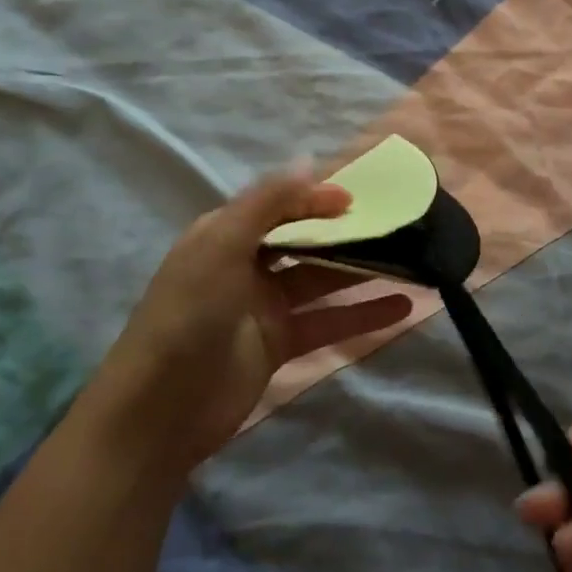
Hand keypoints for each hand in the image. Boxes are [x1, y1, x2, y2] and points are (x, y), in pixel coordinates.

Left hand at [95, 168, 412, 469]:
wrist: (161, 410)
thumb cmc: (190, 314)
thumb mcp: (222, 245)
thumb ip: (267, 202)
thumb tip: (309, 162)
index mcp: (226, 233)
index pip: (280, 204)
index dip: (318, 197)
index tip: (360, 198)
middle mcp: (247, 263)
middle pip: (305, 239)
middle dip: (345, 231)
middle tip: (396, 225)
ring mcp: (265, 305)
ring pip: (322, 279)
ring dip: (362, 271)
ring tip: (410, 261)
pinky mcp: (281, 343)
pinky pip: (328, 321)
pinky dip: (362, 314)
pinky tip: (401, 307)